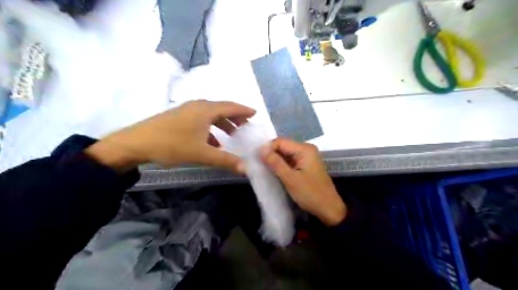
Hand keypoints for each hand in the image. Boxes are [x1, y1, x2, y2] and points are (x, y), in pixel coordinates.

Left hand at [85, 100, 256, 171]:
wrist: (136, 143)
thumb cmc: (172, 145)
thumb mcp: (202, 154)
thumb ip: (226, 160)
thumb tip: (246, 168)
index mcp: (206, 110)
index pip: (231, 107)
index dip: (244, 110)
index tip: (254, 113)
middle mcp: (198, 106)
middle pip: (221, 109)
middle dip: (235, 118)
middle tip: (244, 127)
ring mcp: (186, 110)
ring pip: (210, 115)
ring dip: (222, 124)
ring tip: (230, 136)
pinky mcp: (178, 117)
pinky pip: (200, 120)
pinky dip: (210, 129)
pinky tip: (211, 142)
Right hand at [261, 138, 344, 226]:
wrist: (328, 209)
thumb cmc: (310, 193)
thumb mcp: (290, 179)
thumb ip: (275, 163)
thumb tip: (260, 149)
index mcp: (304, 149)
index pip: (280, 141)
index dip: (268, 149)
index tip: (257, 160)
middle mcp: (306, 149)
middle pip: (283, 146)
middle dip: (271, 155)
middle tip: (260, 166)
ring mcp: (306, 157)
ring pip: (285, 154)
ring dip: (275, 161)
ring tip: (265, 170)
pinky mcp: (305, 165)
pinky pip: (290, 161)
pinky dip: (282, 166)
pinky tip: (275, 173)